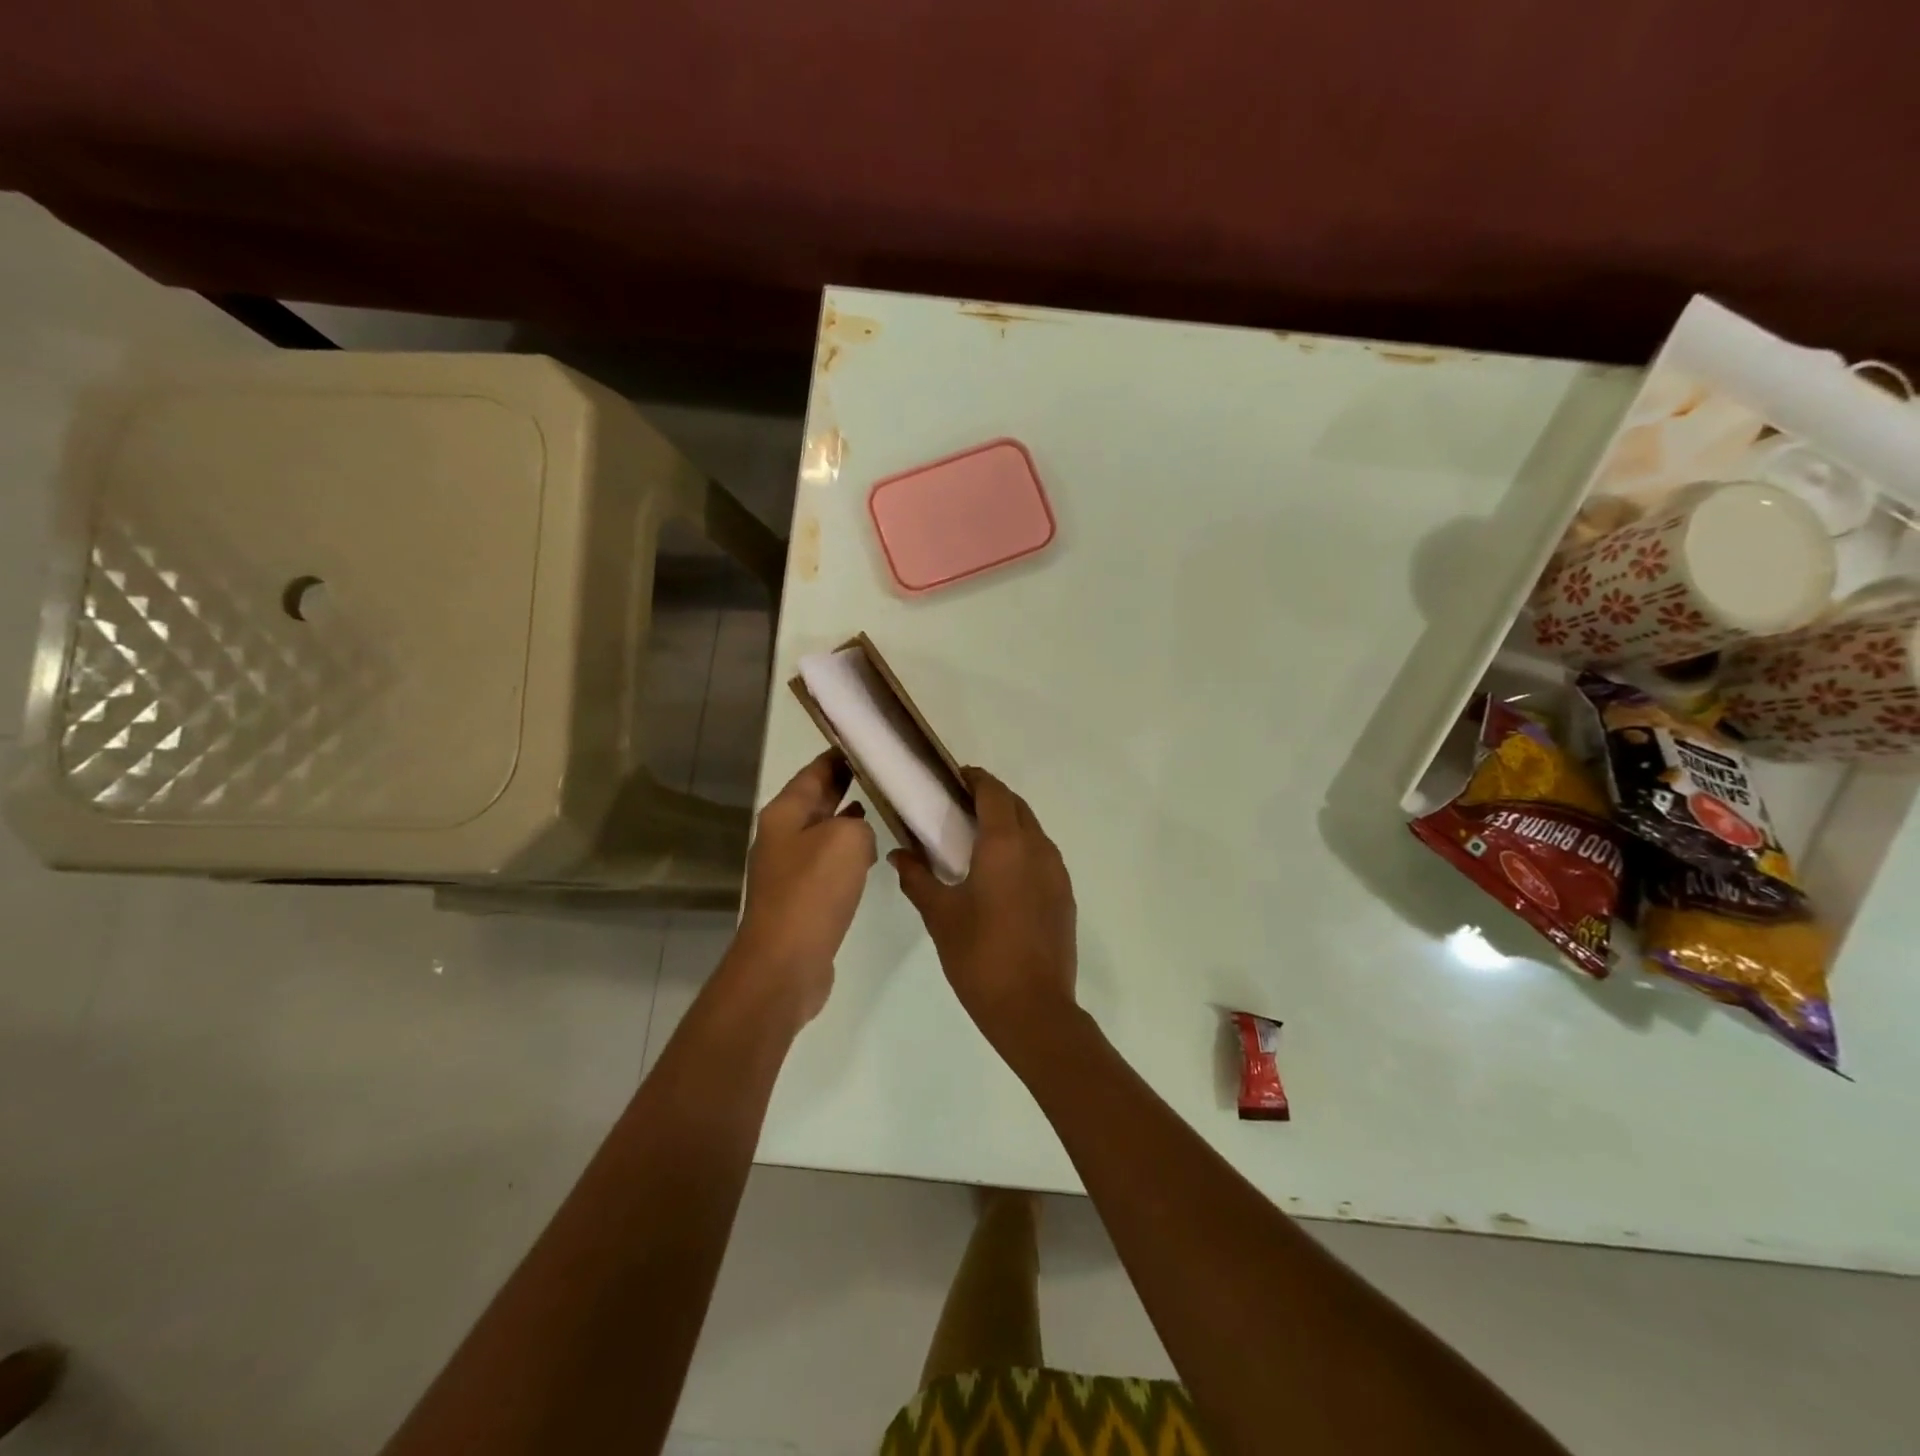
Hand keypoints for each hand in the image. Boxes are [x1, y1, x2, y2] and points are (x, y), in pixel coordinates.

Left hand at [732, 751, 876, 1023]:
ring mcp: (789, 868)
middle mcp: (782, 835)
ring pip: (824, 831)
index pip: (815, 771)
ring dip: (849, 820)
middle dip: (846, 784)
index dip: (839, 755)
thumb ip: (858, 823)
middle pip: (817, 800)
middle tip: (883, 772)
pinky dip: (849, 852)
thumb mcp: (846, 839)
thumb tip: (857, 835)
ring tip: (883, 808)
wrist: (785, 963)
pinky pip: (829, 862)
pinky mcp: (802, 898)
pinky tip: (870, 855)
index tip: (867, 742)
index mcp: (785, 813)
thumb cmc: (813, 891)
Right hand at [890, 769, 1076, 1047]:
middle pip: (1016, 806)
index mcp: (1006, 844)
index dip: (975, 779)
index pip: (994, 792)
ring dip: (1009, 823)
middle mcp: (1037, 848)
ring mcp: (1057, 872)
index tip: (953, 779)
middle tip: (959, 807)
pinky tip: (1001, 874)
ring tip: (977, 839)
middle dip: (991, 798)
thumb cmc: (980, 956)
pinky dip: (1022, 849)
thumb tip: (898, 854)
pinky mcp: (1065, 895)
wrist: (1033, 1008)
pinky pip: (1042, 856)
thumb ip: (917, 879)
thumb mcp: (941, 915)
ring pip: (1033, 830)